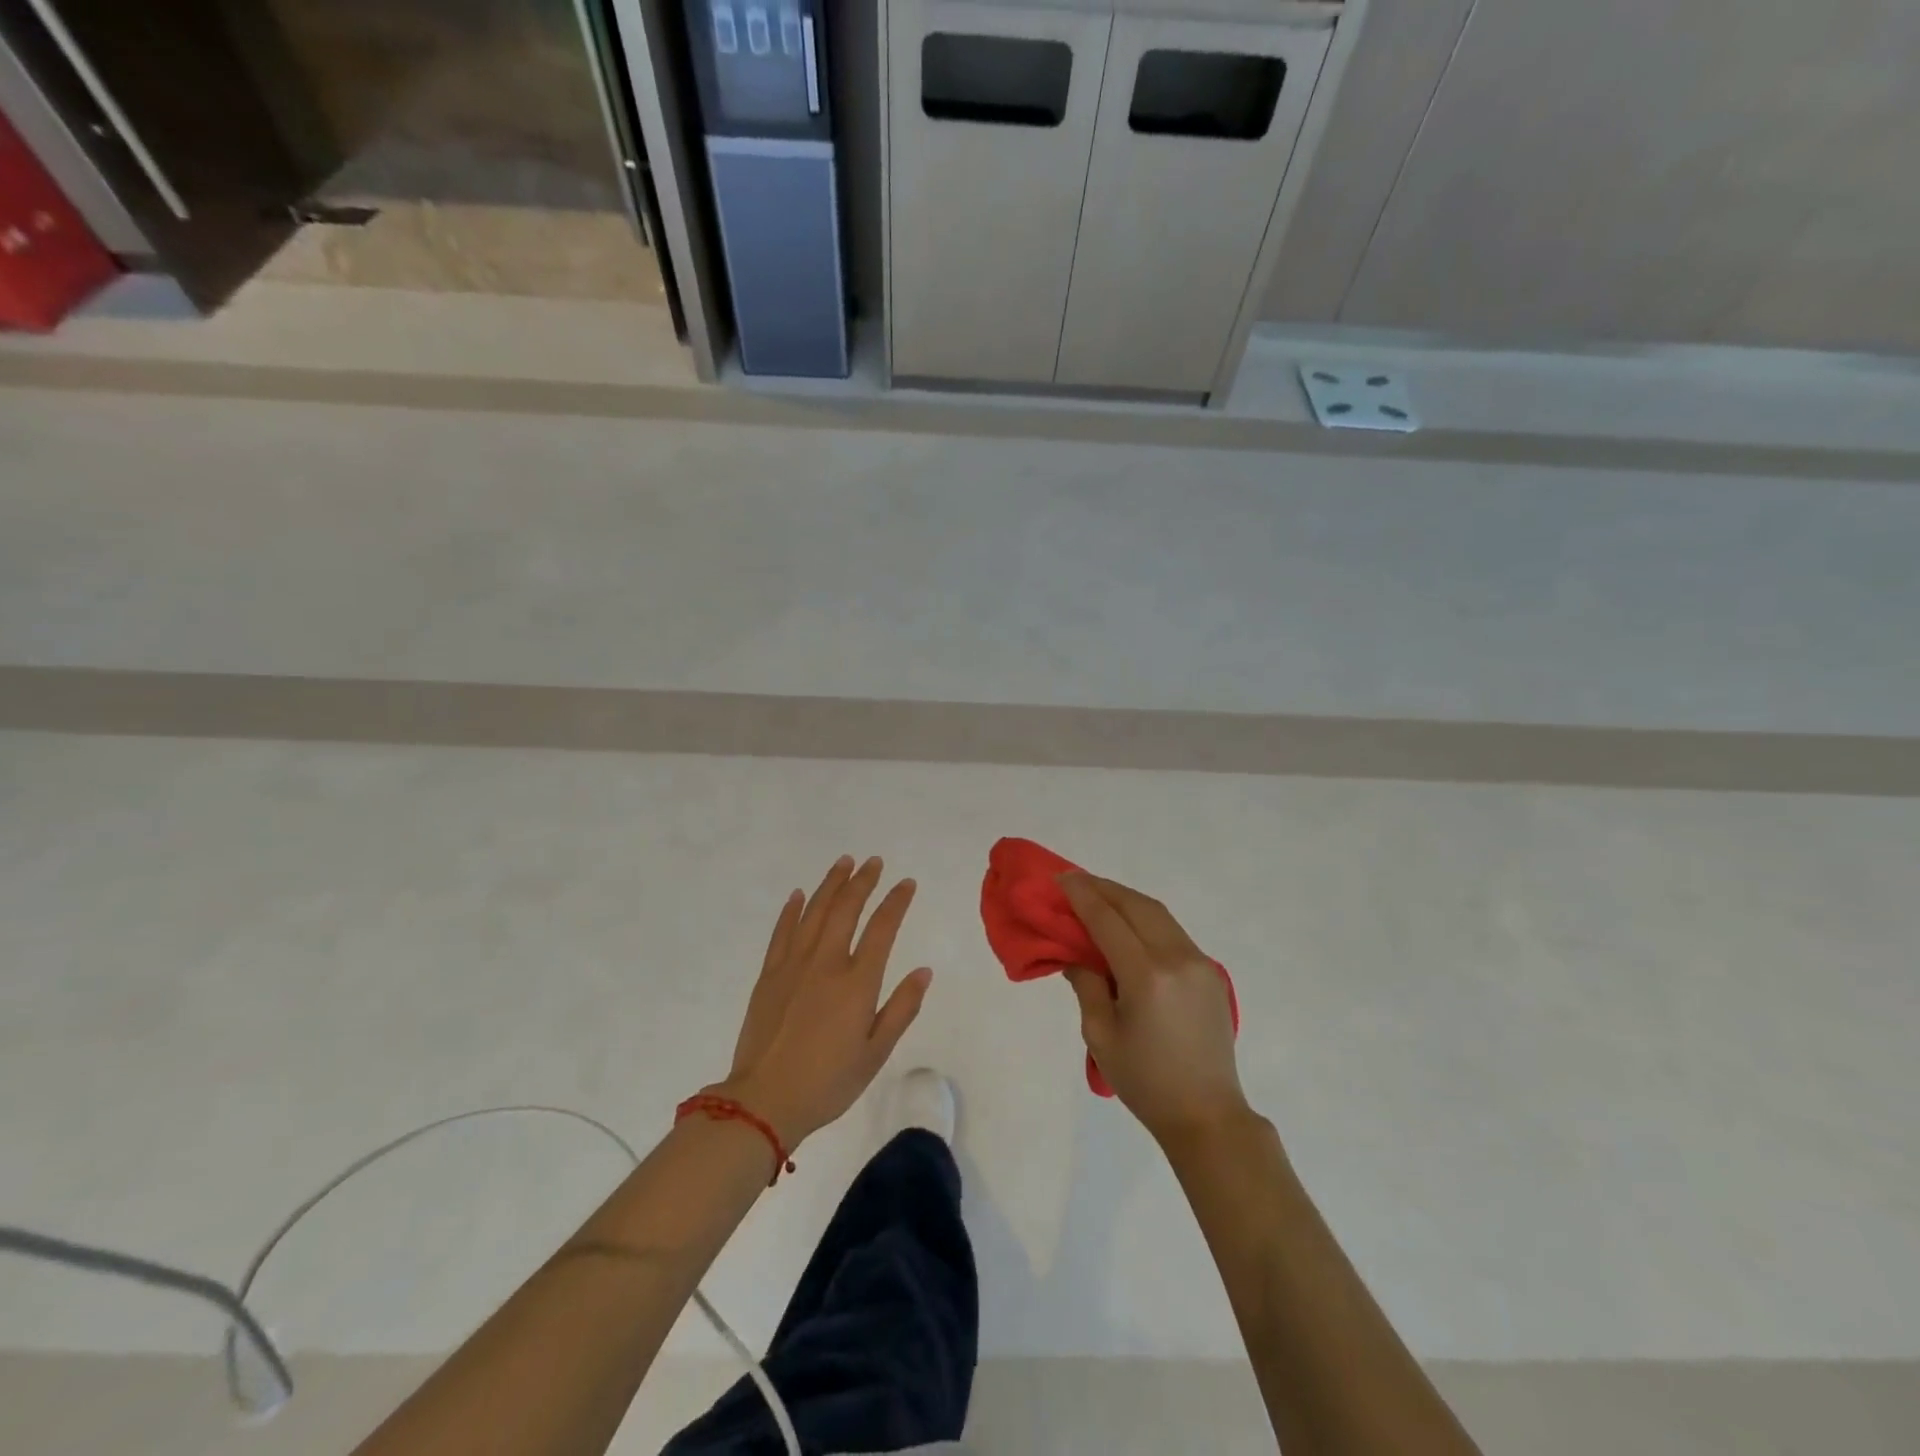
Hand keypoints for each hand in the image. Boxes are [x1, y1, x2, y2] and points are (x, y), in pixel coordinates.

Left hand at [717, 855, 932, 1149]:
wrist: (764, 1100)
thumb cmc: (828, 1082)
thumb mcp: (876, 1053)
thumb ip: (901, 1008)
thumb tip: (924, 971)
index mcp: (857, 982)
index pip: (882, 928)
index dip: (896, 902)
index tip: (906, 883)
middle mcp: (826, 963)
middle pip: (846, 909)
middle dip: (862, 881)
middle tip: (874, 861)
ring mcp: (793, 965)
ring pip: (814, 912)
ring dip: (830, 884)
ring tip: (844, 862)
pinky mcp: (768, 975)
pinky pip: (782, 932)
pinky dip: (792, 910)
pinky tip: (798, 894)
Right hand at [1059, 873, 1249, 1147]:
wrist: (1207, 1114)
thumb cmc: (1145, 1081)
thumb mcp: (1100, 1034)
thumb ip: (1086, 984)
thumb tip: (1076, 953)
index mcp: (1147, 976)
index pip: (1108, 920)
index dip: (1082, 896)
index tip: (1061, 877)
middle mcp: (1177, 959)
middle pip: (1136, 906)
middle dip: (1103, 888)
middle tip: (1075, 882)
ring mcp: (1199, 962)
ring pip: (1157, 913)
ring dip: (1125, 899)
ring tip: (1097, 895)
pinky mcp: (1210, 971)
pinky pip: (1171, 931)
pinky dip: (1145, 918)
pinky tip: (1127, 923)